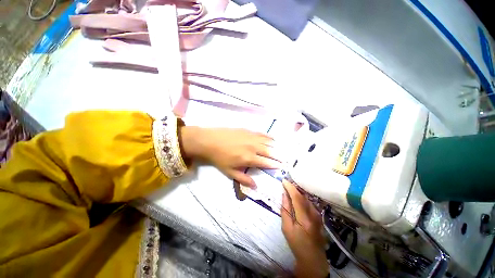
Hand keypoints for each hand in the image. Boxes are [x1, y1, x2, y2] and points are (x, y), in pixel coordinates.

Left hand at [180, 127, 281, 187]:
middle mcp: (253, 147)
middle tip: (285, 158)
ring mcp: (251, 137)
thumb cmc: (219, 158)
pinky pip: (261, 133)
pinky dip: (268, 137)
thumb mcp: (229, 172)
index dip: (275, 165)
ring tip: (281, 148)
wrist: (210, 141)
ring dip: (275, 146)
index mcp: (249, 158)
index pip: (266, 162)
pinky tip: (271, 138)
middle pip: (269, 151)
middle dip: (278, 155)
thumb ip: (243, 179)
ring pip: (267, 141)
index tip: (282, 166)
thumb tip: (255, 186)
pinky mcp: (247, 130)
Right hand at [281, 180, 327, 277]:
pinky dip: (301, 196)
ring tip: (289, 187)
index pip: (297, 198)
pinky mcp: (318, 215)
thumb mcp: (287, 228)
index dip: (290, 187)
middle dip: (293, 187)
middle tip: (285, 182)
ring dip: (297, 191)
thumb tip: (284, 194)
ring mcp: (318, 214)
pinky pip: (309, 202)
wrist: (313, 258)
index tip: (283, 181)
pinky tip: (296, 196)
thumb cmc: (297, 244)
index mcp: (304, 219)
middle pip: (303, 196)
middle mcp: (313, 214)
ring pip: (306, 198)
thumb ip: (285, 210)